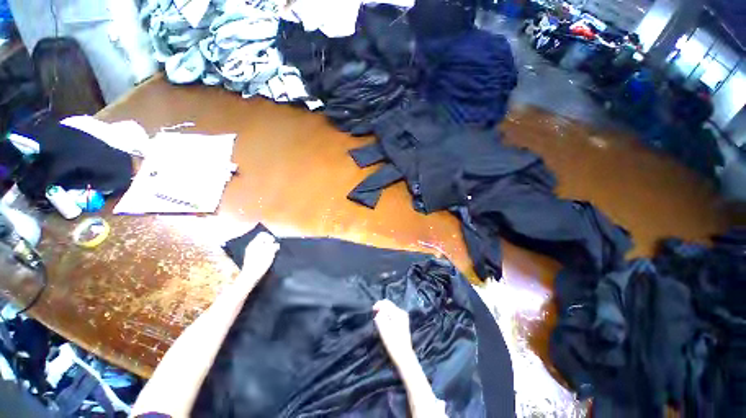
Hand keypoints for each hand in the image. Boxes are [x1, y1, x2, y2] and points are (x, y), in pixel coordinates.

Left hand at [233, 232, 278, 294]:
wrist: (250, 276)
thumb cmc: (260, 264)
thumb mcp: (269, 254)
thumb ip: (273, 246)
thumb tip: (276, 244)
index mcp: (254, 243)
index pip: (263, 235)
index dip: (270, 237)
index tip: (274, 243)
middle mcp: (251, 246)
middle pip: (262, 240)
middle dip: (269, 243)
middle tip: (274, 249)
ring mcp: (250, 252)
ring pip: (261, 246)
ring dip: (267, 248)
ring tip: (271, 254)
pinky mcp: (251, 258)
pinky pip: (259, 251)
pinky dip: (264, 252)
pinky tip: (267, 258)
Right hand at [374, 300, 414, 364]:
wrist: (403, 356)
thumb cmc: (393, 343)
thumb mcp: (384, 328)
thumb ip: (380, 315)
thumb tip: (379, 309)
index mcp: (398, 313)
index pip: (385, 303)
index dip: (377, 306)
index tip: (372, 312)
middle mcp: (402, 313)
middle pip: (388, 306)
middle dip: (380, 309)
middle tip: (375, 318)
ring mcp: (403, 318)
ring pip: (390, 310)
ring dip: (383, 314)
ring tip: (379, 322)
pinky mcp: (402, 323)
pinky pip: (392, 315)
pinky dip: (387, 318)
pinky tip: (384, 325)